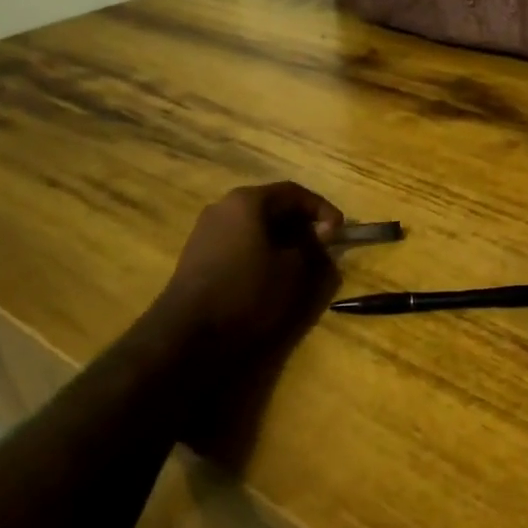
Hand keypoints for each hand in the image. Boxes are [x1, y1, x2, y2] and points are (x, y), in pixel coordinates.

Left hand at [153, 182, 343, 361]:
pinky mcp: (198, 256)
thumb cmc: (248, 293)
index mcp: (247, 202)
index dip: (322, 209)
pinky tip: (271, 275)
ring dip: (281, 240)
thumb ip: (313, 247)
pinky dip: (260, 252)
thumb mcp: (294, 271)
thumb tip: (320, 236)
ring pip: (255, 226)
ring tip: (300, 264)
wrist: (188, 334)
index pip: (294, 192)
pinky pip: (239, 243)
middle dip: (300, 224)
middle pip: (272, 206)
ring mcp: (206, 231)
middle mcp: (223, 207)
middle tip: (322, 246)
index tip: (340, 231)